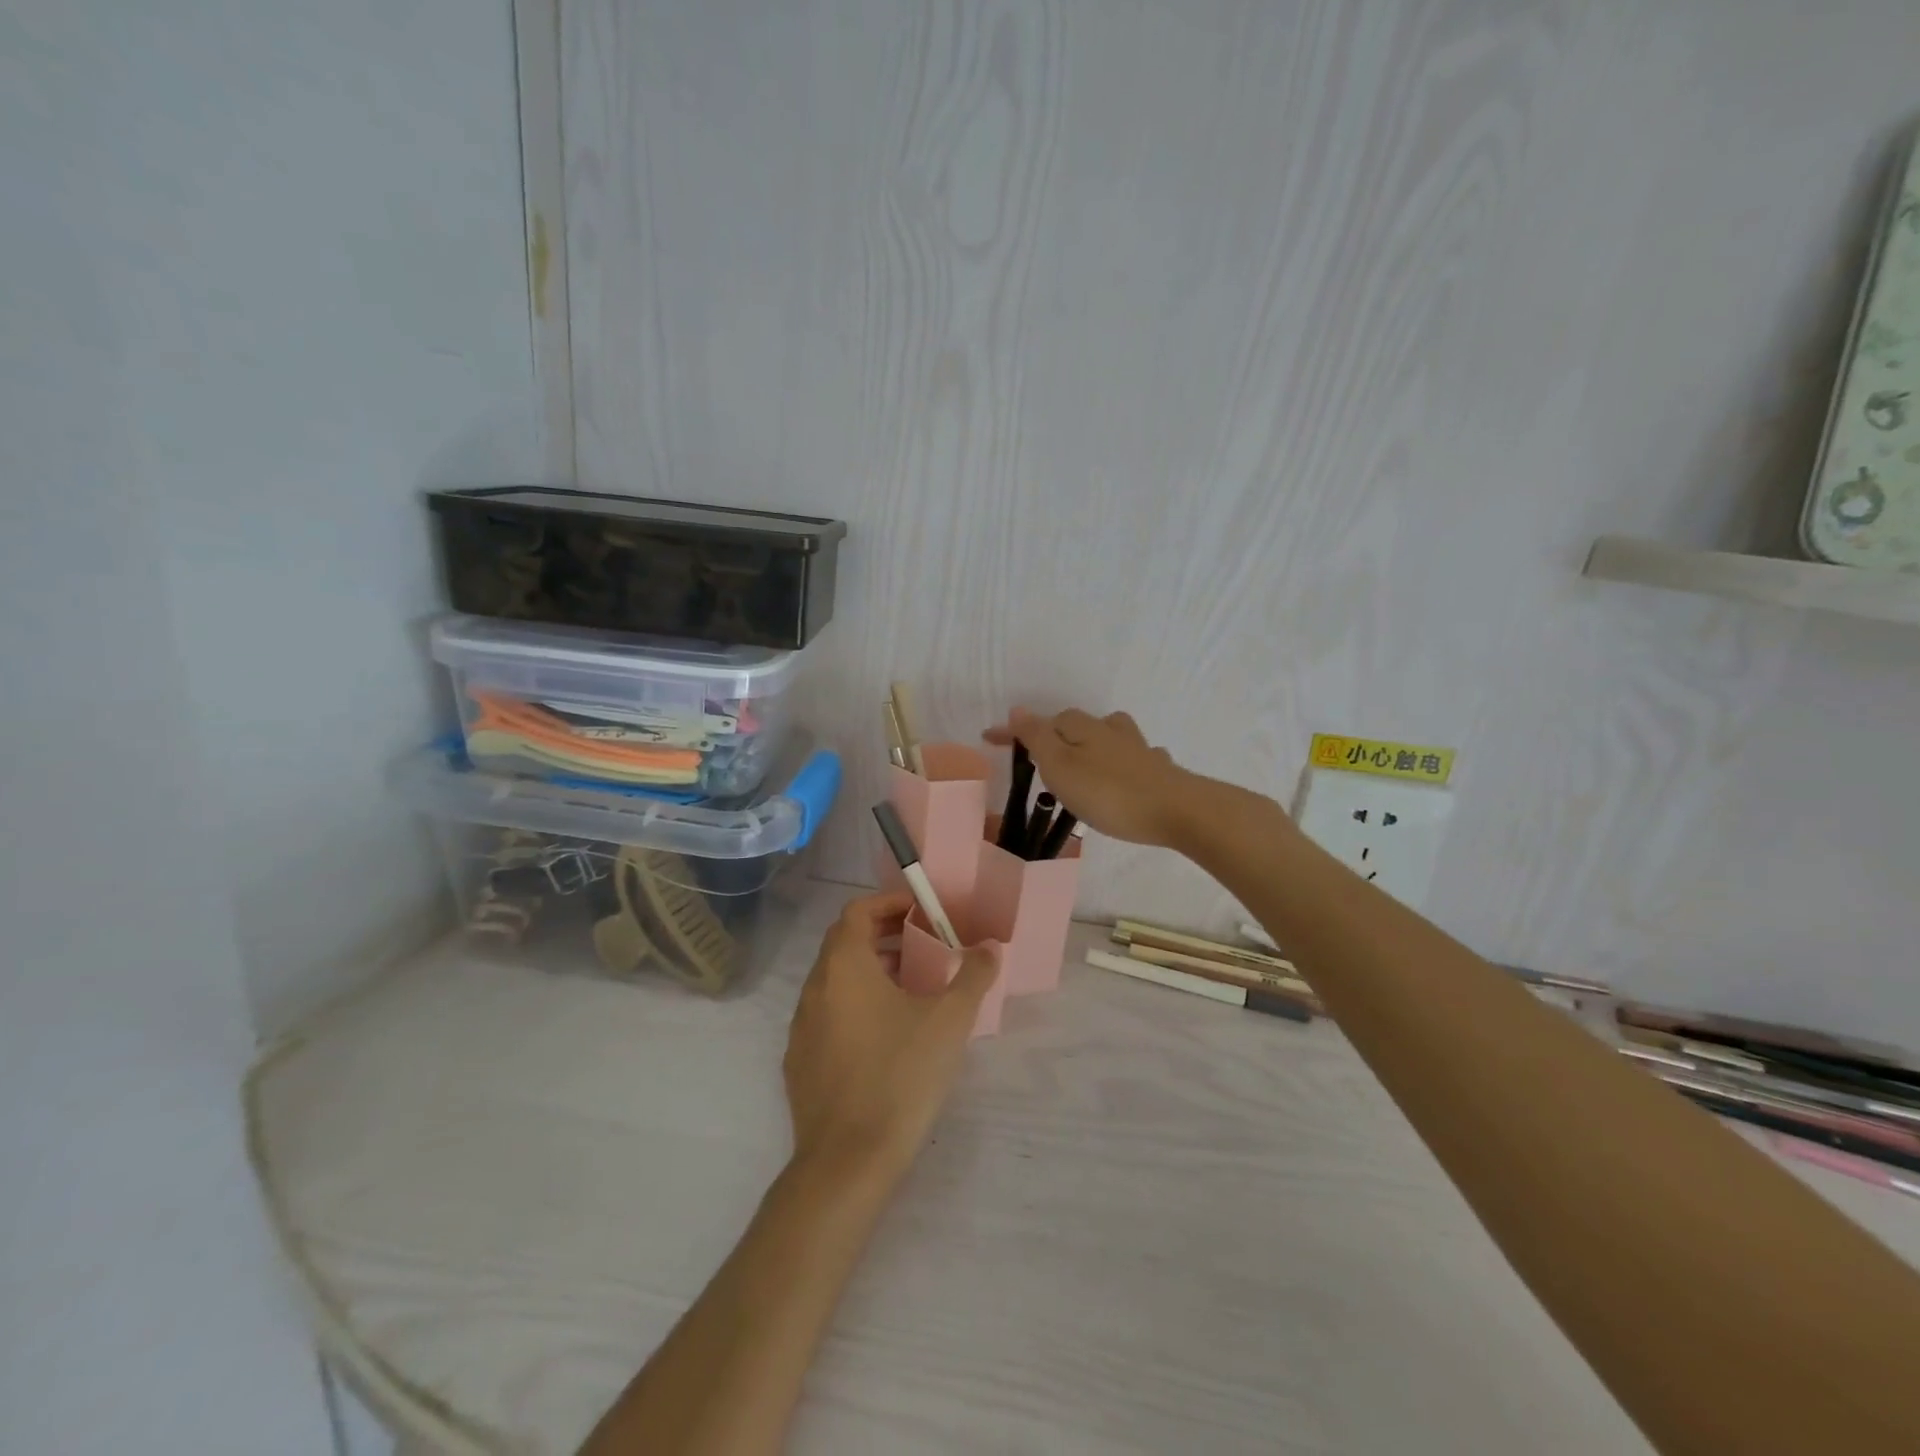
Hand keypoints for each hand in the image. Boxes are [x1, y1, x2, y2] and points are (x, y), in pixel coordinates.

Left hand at [784, 891, 998, 1185]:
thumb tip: (990, 948)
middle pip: (844, 943)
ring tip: (912, 986)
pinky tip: (886, 1034)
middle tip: (923, 943)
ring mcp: (802, 1027)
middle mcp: (815, 988)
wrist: (847, 1162)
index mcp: (844, 967)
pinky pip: (828, 1014)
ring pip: (836, 980)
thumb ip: (972, 976)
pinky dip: (855, 1005)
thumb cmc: (900, 1076)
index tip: (920, 910)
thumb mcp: (949, 1021)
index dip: (888, 903)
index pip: (857, 911)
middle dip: (884, 935)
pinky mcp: (799, 1062)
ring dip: (871, 971)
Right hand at [984, 707, 1198, 847]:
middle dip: (1055, 736)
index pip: (1040, 723)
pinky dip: (1125, 763)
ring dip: (1092, 745)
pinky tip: (1129, 774)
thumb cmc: (1109, 792)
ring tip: (1083, 764)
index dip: (1014, 732)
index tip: (988, 739)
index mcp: (1082, 728)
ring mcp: (1139, 749)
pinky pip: (1136, 759)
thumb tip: (1018, 707)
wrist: (1178, 810)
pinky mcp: (1160, 772)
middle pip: (1076, 725)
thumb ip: (1037, 737)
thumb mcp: (1060, 765)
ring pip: (1110, 737)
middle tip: (1037, 760)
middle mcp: (1110, 731)